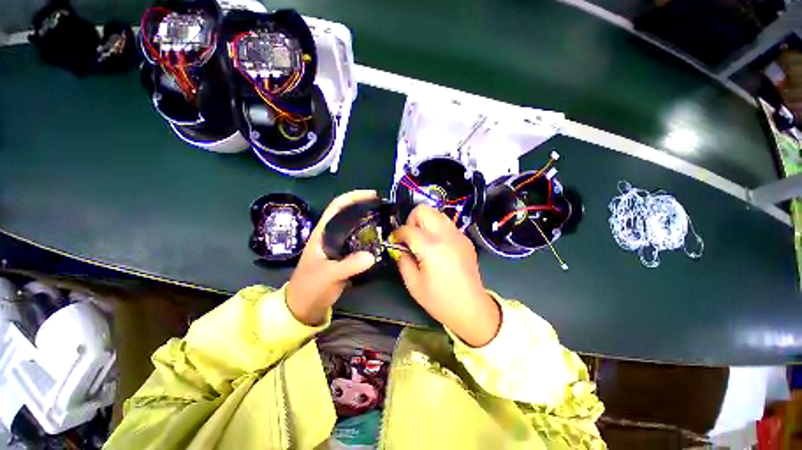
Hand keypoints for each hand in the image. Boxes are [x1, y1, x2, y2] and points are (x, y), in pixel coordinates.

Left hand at [287, 190, 377, 325]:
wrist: (304, 306)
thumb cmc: (310, 287)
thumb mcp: (327, 275)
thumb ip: (348, 266)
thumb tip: (371, 256)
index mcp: (322, 232)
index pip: (337, 206)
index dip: (354, 197)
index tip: (373, 195)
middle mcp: (332, 235)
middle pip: (349, 214)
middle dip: (366, 207)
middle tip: (385, 208)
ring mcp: (339, 245)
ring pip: (356, 227)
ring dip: (370, 222)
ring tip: (386, 221)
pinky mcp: (346, 255)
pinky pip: (360, 242)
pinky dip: (371, 238)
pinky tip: (381, 240)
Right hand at [391, 205, 500, 346]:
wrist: (471, 308)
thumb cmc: (439, 300)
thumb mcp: (413, 284)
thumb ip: (403, 261)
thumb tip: (400, 248)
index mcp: (431, 247)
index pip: (408, 229)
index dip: (397, 234)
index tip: (395, 241)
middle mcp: (446, 235)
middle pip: (424, 210)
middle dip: (412, 220)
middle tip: (411, 238)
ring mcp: (458, 235)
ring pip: (437, 214)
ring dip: (426, 222)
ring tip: (423, 240)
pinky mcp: (465, 240)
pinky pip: (447, 225)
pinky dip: (438, 229)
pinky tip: (437, 247)